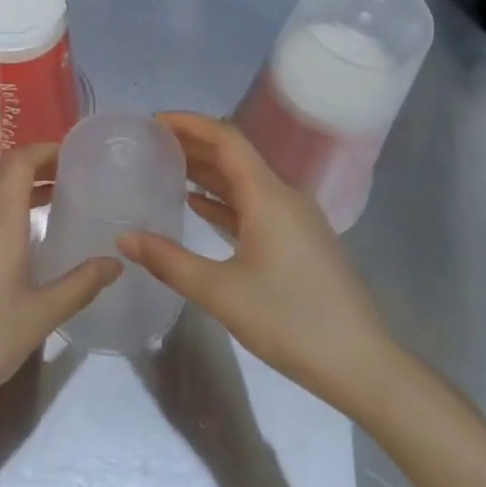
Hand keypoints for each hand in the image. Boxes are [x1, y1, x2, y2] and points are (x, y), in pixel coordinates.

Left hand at [0, 144, 120, 423]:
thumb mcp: (40, 316)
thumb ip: (80, 285)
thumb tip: (115, 263)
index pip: (19, 163)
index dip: (45, 149)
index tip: (74, 154)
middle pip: (0, 170)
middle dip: (33, 162)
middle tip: (68, 173)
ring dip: (16, 185)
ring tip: (51, 199)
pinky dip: (1, 206)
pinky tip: (19, 236)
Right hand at [118, 112, 389, 408]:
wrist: (360, 364)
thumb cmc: (291, 321)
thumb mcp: (221, 292)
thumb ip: (169, 261)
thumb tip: (124, 238)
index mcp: (268, 196)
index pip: (226, 138)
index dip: (189, 123)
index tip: (152, 122)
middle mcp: (284, 196)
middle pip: (234, 156)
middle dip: (193, 144)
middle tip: (150, 143)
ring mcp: (295, 219)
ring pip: (244, 181)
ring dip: (207, 172)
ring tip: (165, 167)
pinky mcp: (298, 241)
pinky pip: (254, 205)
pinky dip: (224, 200)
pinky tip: (197, 206)